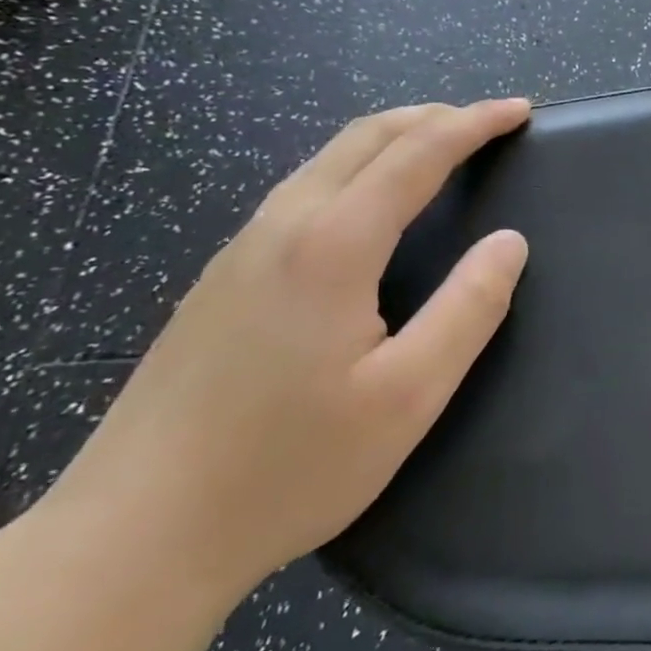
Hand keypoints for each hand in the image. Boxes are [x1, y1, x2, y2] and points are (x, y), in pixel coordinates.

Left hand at [41, 101, 531, 607]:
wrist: (130, 539)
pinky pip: (303, 191)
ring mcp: (239, 252)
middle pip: (364, 137)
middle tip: (488, 123)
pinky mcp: (219, 281)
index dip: (474, 124)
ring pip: (326, 160)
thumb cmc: (288, 467)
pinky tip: (370, 207)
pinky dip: (357, 169)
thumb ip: (469, 308)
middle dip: (433, 117)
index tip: (520, 111)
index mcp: (332, 246)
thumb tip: (510, 242)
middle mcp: (281, 228)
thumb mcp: (409, 396)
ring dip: (393, 139)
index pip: (417, 154)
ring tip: (440, 151)